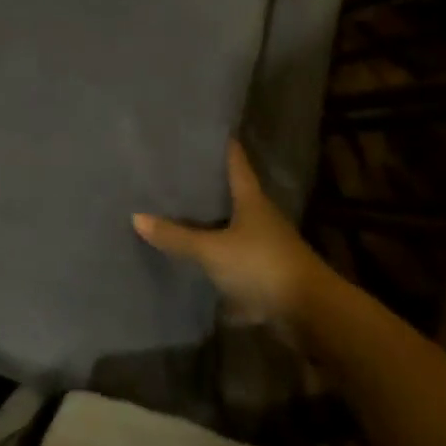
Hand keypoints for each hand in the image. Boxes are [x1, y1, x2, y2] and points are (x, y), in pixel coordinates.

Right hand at [133, 141, 327, 320]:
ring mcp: (264, 247)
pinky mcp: (263, 274)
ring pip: (231, 227)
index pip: (236, 163)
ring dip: (209, 223)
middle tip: (174, 172)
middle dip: (207, 185)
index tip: (203, 131)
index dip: (222, 146)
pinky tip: (191, 259)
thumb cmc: (262, 266)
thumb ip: (176, 237)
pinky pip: (231, 259)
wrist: (309, 313)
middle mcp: (260, 218)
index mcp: (252, 200)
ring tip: (175, 213)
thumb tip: (136, 217)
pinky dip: (214, 258)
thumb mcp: (213, 251)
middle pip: (232, 195)